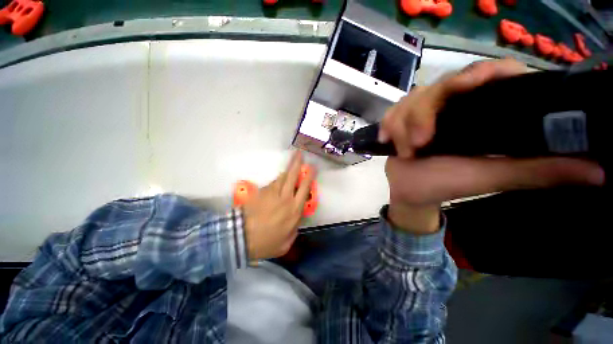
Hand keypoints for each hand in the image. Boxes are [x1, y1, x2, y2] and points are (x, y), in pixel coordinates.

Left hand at [242, 151, 314, 259]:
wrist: (241, 239)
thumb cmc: (265, 243)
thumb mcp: (285, 243)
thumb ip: (294, 229)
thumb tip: (296, 220)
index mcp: (294, 210)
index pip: (304, 189)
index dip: (309, 177)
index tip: (312, 168)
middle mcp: (285, 198)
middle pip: (293, 177)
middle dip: (297, 164)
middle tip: (299, 154)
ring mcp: (272, 193)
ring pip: (282, 177)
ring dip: (287, 170)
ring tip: (292, 161)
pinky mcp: (261, 192)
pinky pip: (272, 183)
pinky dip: (277, 180)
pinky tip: (279, 180)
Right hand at [379, 59, 604, 233]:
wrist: (409, 190)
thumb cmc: (445, 184)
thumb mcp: (491, 177)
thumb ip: (537, 171)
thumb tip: (598, 171)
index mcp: (481, 113)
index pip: (491, 74)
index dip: (484, 72)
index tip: (471, 85)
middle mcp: (453, 105)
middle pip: (440, 86)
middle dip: (423, 113)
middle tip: (419, 142)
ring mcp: (424, 111)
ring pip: (410, 99)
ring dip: (401, 124)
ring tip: (404, 150)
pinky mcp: (401, 119)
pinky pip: (392, 111)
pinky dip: (387, 124)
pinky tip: (386, 139)